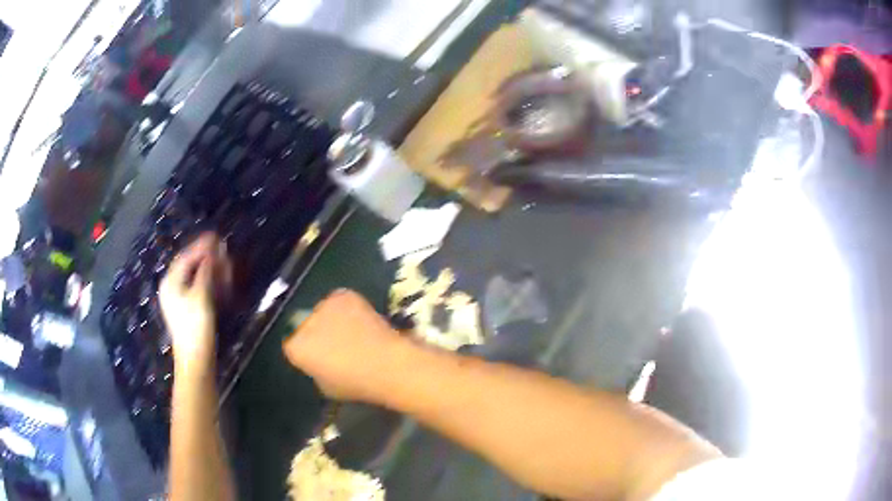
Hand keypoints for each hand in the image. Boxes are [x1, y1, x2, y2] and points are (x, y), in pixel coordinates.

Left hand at [160, 233, 222, 374]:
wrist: (195, 359)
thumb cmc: (195, 326)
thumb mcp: (201, 295)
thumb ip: (205, 271)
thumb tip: (212, 253)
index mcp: (171, 282)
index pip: (186, 257)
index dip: (201, 246)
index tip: (216, 237)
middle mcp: (172, 287)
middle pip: (191, 266)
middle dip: (208, 259)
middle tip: (224, 252)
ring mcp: (179, 299)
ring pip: (196, 277)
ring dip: (211, 271)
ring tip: (226, 267)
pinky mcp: (187, 310)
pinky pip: (198, 289)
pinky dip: (209, 283)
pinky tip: (220, 283)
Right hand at [282, 290, 407, 402]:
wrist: (388, 364)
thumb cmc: (358, 384)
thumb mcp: (326, 387)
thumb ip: (316, 370)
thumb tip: (321, 360)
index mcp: (296, 348)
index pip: (291, 345)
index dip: (306, 351)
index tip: (319, 357)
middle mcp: (303, 324)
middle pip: (304, 325)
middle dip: (316, 332)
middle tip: (335, 343)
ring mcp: (322, 306)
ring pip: (321, 310)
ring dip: (330, 318)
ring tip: (351, 331)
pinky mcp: (342, 295)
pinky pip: (338, 300)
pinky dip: (346, 307)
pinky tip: (360, 319)